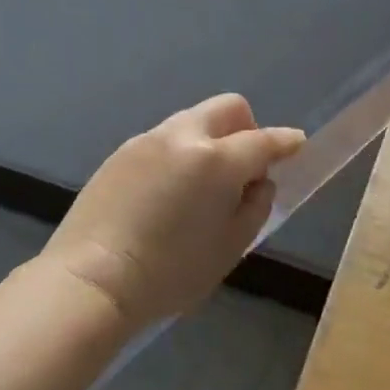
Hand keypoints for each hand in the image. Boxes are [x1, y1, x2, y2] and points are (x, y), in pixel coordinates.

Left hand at [42, 95, 305, 329]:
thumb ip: (255, 206)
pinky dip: (178, 154)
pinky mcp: (121, 152)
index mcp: (215, 160)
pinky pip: (163, 141)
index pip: (263, 140)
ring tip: (199, 187)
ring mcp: (147, 140)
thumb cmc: (169, 274)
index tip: (297, 144)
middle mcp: (182, 136)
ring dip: (209, 141)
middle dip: (246, 129)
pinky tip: (165, 194)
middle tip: (243, 169)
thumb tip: (258, 181)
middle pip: (227, 108)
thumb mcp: (230, 248)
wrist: (91, 280)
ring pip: (193, 121)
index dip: (286, 142)